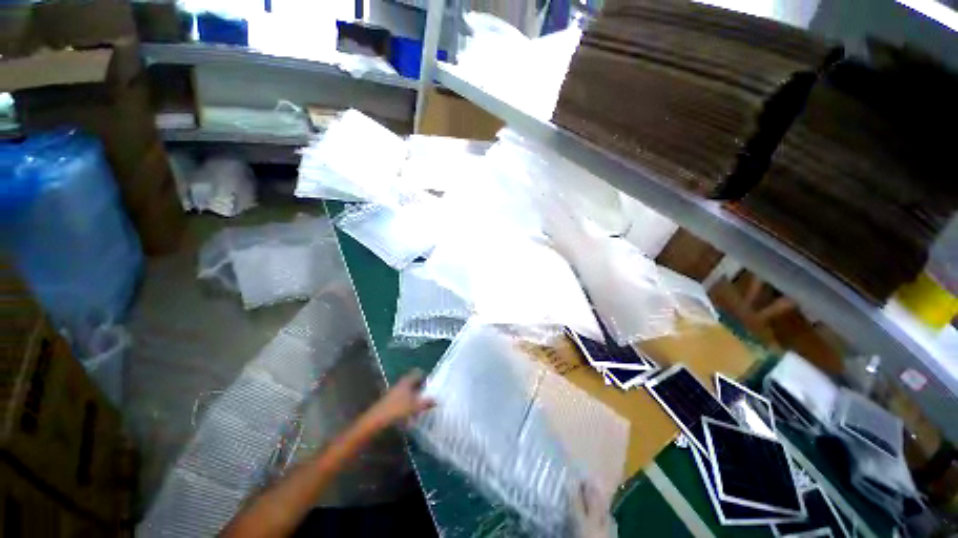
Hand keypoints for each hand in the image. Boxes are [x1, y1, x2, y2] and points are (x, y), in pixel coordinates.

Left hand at [364, 369, 435, 428]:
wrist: (374, 421)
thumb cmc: (397, 410)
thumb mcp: (415, 407)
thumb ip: (426, 402)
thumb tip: (436, 399)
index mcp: (406, 381)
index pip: (417, 373)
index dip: (425, 377)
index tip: (431, 384)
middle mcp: (400, 384)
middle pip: (412, 382)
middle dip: (420, 388)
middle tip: (428, 396)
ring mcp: (393, 393)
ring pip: (407, 392)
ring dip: (414, 397)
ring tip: (421, 406)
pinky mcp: (388, 403)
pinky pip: (401, 400)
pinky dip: (407, 405)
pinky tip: (410, 414)